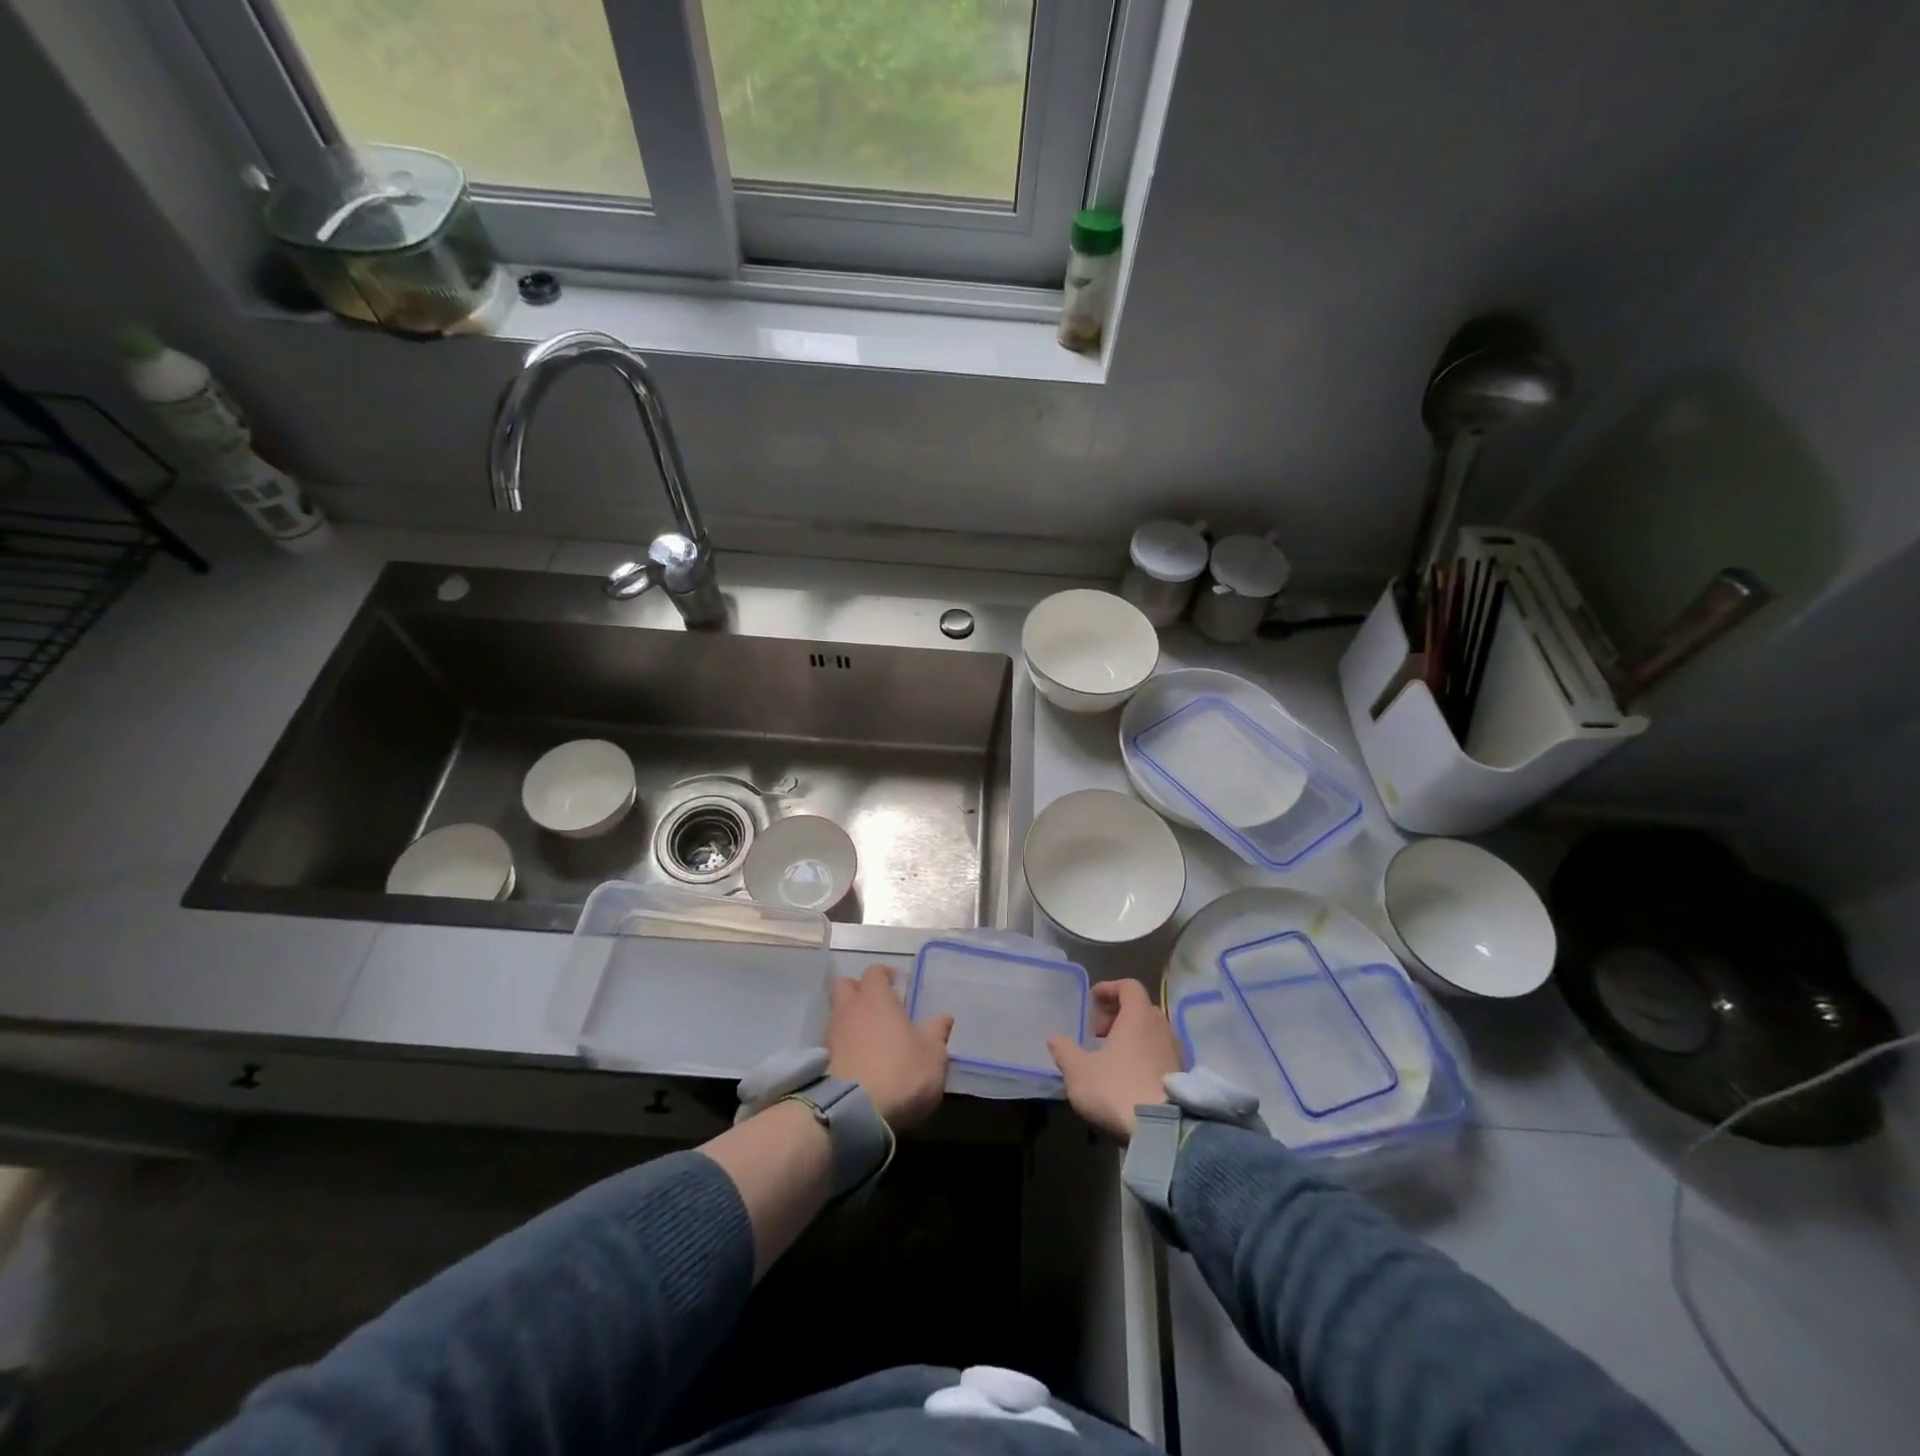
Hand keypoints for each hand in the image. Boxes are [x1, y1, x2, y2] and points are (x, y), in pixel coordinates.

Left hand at [827, 965, 951, 1130]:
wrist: (852, 1113)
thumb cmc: (899, 1072)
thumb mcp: (932, 1054)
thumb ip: (937, 1032)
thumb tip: (944, 1016)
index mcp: (875, 998)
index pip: (875, 971)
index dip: (886, 975)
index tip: (899, 986)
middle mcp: (848, 1010)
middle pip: (844, 986)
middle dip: (858, 990)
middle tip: (879, 1007)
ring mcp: (830, 1036)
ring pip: (837, 1017)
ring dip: (852, 1023)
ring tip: (872, 1043)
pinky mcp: (821, 1064)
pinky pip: (832, 1045)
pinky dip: (844, 1049)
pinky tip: (860, 1066)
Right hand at [1049, 979, 1184, 1141]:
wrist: (1163, 1132)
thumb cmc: (1116, 1089)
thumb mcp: (1079, 1072)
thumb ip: (1065, 1052)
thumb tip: (1054, 1039)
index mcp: (1138, 1016)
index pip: (1129, 986)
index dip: (1110, 989)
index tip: (1093, 1000)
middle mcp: (1162, 1028)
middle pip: (1142, 1009)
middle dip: (1119, 1015)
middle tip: (1098, 1033)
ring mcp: (1176, 1053)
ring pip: (1153, 1033)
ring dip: (1132, 1037)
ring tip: (1112, 1058)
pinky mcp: (1183, 1078)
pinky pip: (1161, 1055)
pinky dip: (1145, 1056)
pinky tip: (1130, 1078)